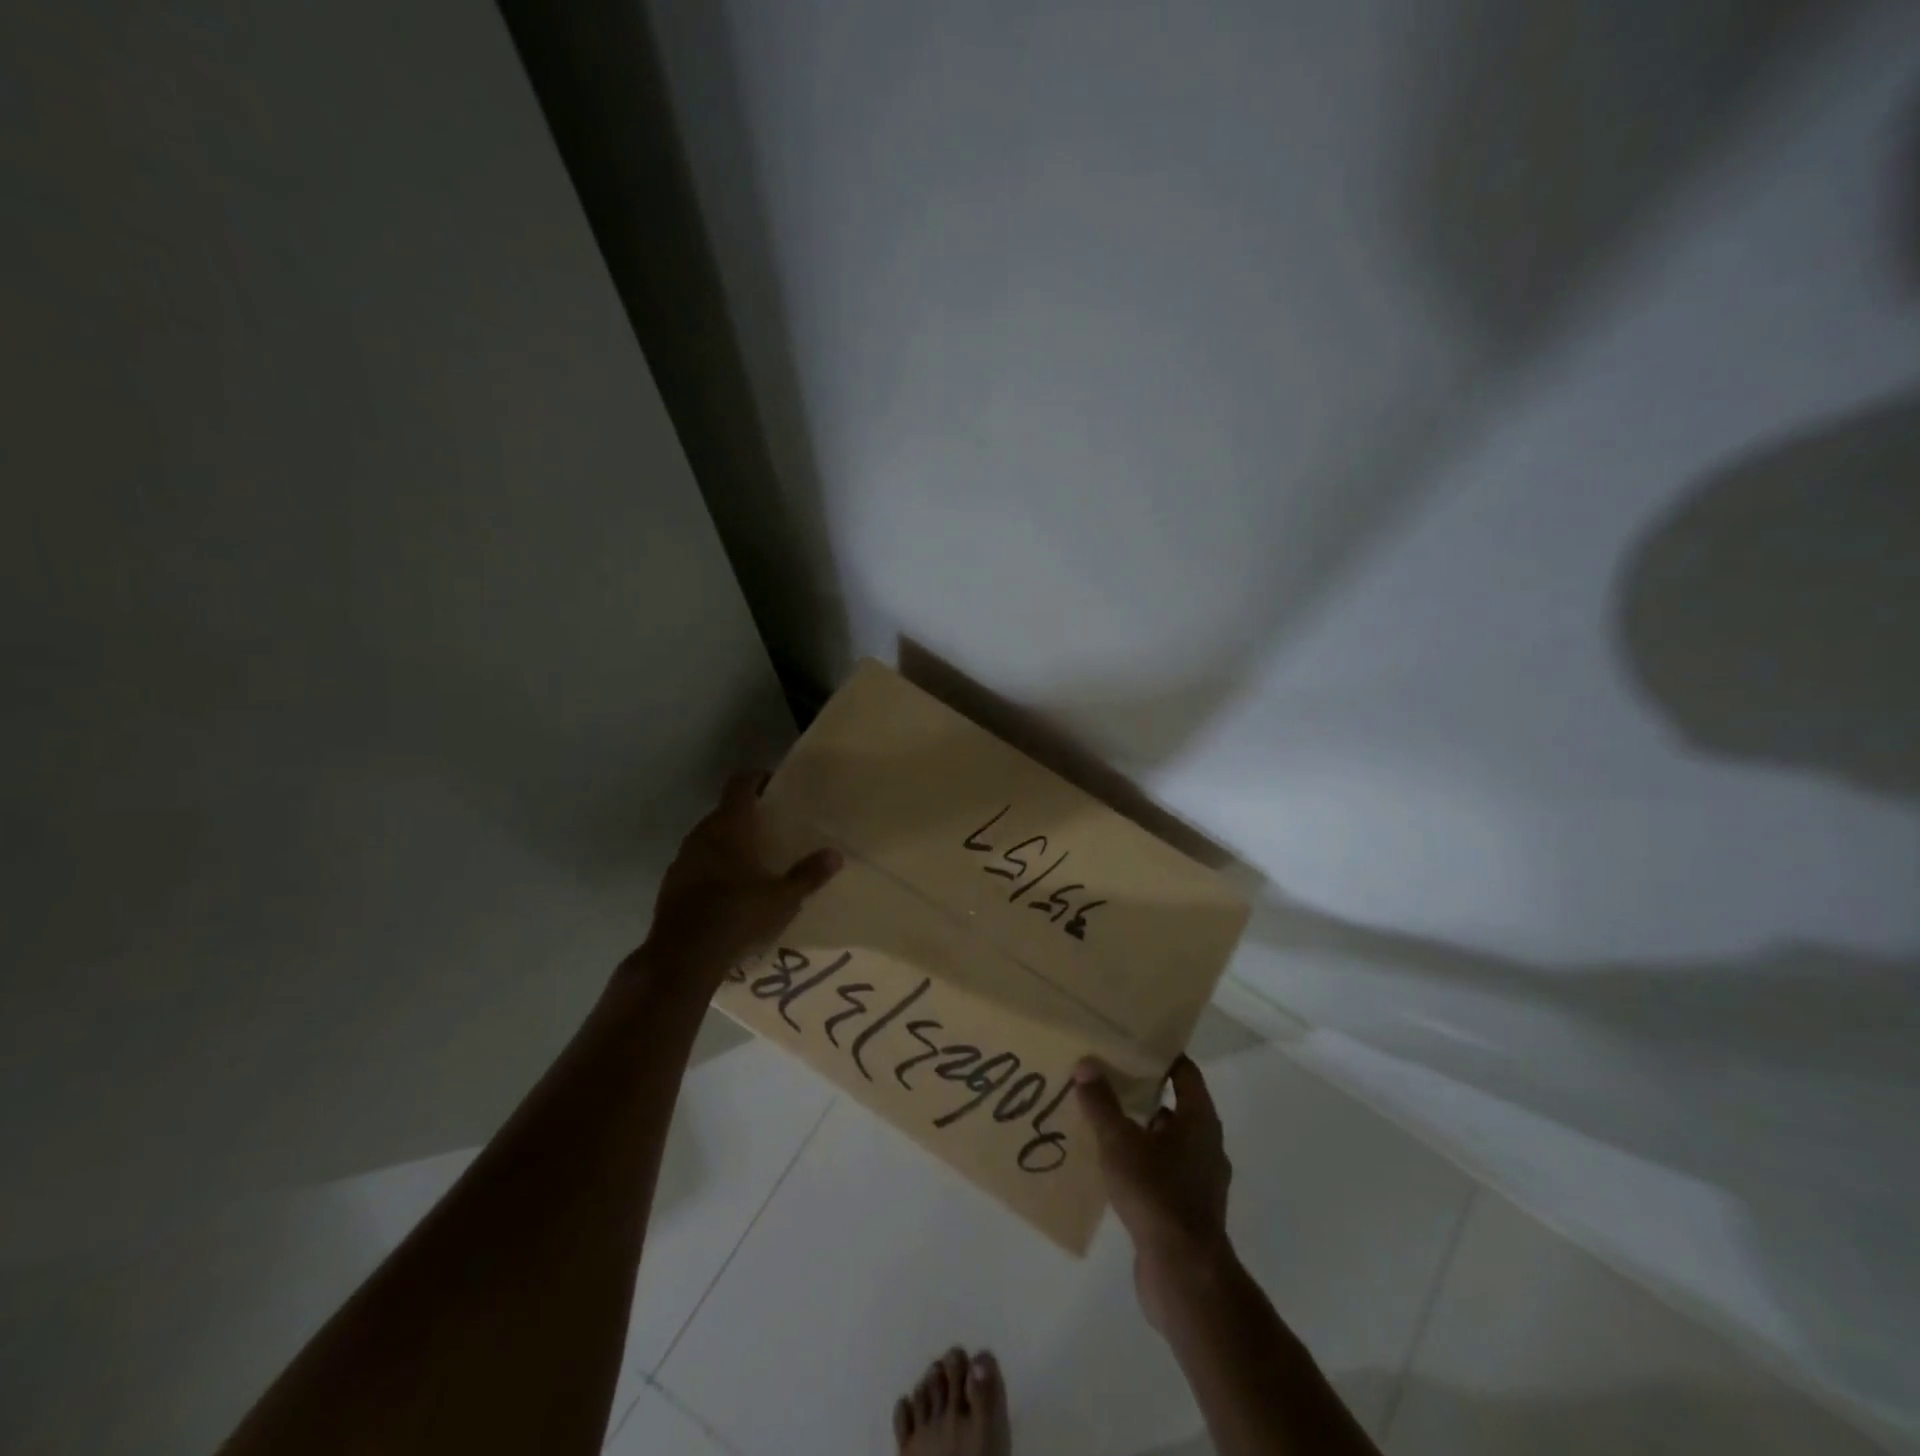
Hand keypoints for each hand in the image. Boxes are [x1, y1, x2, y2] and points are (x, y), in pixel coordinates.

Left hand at [640, 771, 841, 982]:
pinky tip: (728, 887)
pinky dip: (712, 864)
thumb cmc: (738, 915)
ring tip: (753, 857)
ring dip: (728, 840)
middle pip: (725, 810)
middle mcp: (702, 833)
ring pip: (709, 836)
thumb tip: (835, 854)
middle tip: (772, 825)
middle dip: (747, 813)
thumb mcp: (783, 898)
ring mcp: (682, 858)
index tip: (774, 784)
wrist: (682, 955)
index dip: (757, 778)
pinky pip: (697, 861)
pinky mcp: (671, 882)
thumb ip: (809, 874)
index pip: (740, 784)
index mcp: (730, 825)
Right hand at [1075, 1055, 1234, 1330]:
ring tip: (1101, 1119)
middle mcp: (1206, 1145)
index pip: (1185, 1072)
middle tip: (1107, 1076)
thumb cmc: (1157, 1195)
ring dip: (1139, 1130)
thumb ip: (1102, 1103)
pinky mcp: (1187, 1210)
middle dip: (1143, 1091)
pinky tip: (1110, 1166)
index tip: (1132, 1042)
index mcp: (1199, 1120)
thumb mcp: (1120, 1143)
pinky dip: (1140, 1162)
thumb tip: (1087, 1064)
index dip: (1161, 1055)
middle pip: (1175, 1105)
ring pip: (1166, 1141)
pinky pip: (1162, 1172)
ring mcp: (1199, 1180)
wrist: (1183, 1275)